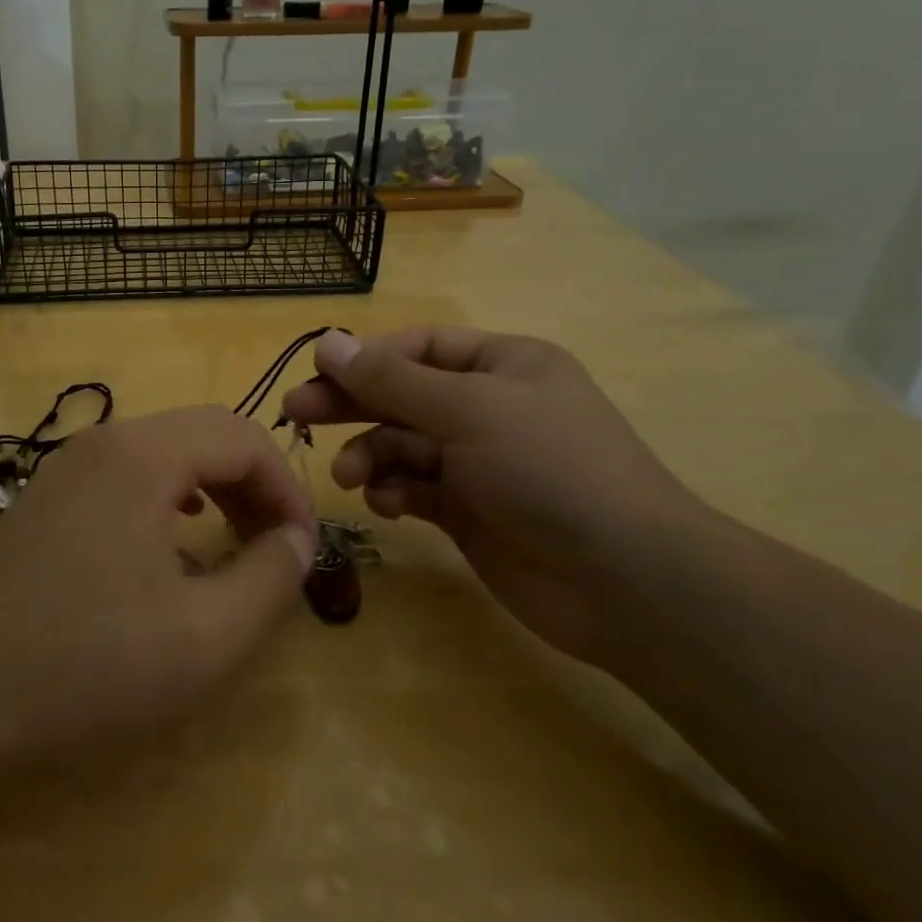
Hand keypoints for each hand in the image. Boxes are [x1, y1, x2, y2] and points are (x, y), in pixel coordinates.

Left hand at [0, 406, 318, 768]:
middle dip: (255, 485)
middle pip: (206, 435)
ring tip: (236, 542)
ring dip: (215, 488)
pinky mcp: (49, 496)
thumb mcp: (204, 637)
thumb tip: (298, 542)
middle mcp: (106, 442)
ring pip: (167, 453)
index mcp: (144, 455)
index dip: (288, 490)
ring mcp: (69, 466)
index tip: (304, 551)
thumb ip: (270, 580)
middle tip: (278, 548)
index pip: (244, 438)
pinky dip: (171, 497)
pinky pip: (130, 475)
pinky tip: (174, 541)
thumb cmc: (84, 664)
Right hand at [280, 328, 712, 663]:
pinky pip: (415, 488)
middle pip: (403, 394)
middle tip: (296, 414)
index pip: (420, 348)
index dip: (367, 357)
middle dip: (352, 403)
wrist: (625, 580)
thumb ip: (391, 379)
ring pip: (403, 444)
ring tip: (350, 477)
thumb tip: (328, 341)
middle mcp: (488, 407)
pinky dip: (395, 491)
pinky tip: (386, 505)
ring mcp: (478, 462)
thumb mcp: (467, 410)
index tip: (316, 372)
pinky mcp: (469, 511)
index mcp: (502, 365)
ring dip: (371, 454)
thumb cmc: (549, 468)